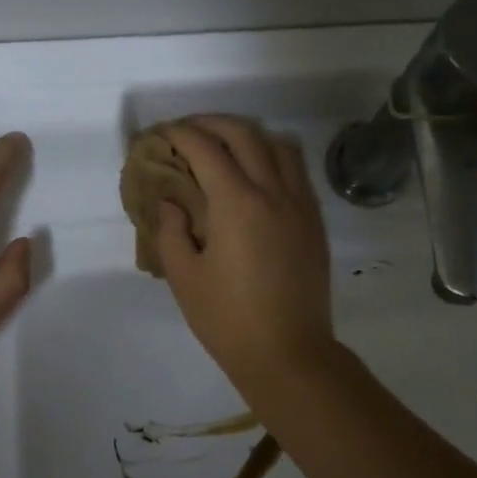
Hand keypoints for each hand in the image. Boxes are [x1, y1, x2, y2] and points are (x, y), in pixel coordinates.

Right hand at [151, 116, 336, 395]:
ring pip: (279, 145)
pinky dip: (273, 157)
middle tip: (189, 132)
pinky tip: (256, 177)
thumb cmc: (228, 319)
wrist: (288, 353)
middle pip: (245, 135)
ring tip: (226, 147)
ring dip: (249, 136)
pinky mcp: (314, 222)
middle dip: (213, 124)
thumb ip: (171, 231)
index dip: (181, 134)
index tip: (162, 134)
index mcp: (237, 203)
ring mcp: (300, 205)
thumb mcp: (184, 277)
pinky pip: (296, 171)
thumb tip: (171, 202)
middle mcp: (273, 192)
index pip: (206, 149)